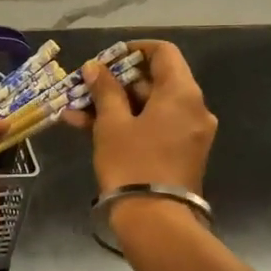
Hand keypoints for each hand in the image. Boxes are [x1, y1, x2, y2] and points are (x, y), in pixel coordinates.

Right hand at [63, 40, 216, 193]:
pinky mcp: (182, 153)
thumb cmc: (132, 163)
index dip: (133, 50)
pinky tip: (90, 128)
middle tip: (85, 88)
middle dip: (116, 83)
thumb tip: (96, 67)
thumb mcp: (112, 124)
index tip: (106, 59)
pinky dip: (128, 124)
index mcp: (182, 93)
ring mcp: (190, 133)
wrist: (156, 220)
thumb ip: (105, 90)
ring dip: (115, 106)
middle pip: (156, 80)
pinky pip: (155, 127)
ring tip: (76, 111)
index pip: (163, 52)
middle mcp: (194, 108)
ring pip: (151, 107)